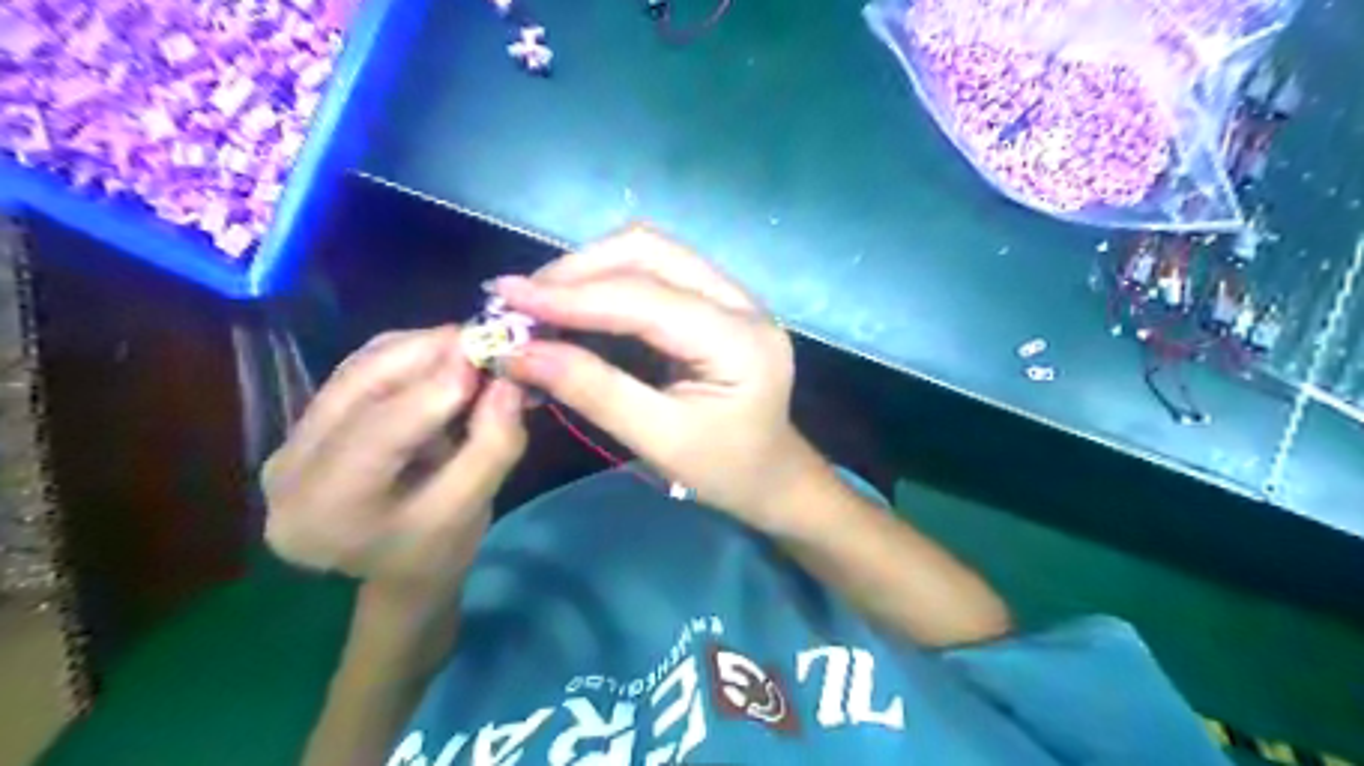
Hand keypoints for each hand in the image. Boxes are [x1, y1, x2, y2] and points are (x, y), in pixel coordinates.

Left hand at [263, 327, 528, 595]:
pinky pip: (361, 369)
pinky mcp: (309, 420)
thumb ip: (492, 447)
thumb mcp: (471, 510)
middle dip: (428, 353)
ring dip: (422, 348)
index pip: (376, 436)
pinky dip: (410, 354)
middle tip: (489, 339)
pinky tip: (446, 360)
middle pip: (359, 386)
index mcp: (323, 512)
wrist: (397, 568)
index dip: (432, 389)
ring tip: (475, 350)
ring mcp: (290, 440)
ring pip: (360, 368)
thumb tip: (507, 382)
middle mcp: (287, 470)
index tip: (486, 355)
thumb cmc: (437, 551)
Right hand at [497, 224, 826, 529]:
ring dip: (591, 268)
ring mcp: (733, 295)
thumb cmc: (725, 470)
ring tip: (542, 301)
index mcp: (740, 340)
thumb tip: (518, 353)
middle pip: (651, 252)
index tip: (507, 297)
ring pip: (651, 251)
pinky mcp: (716, 300)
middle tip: (522, 301)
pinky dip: (608, 280)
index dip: (573, 295)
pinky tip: (576, 304)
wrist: (773, 475)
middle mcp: (742, 301)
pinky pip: (656, 270)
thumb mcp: (659, 441)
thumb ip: (593, 391)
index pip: (647, 298)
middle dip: (579, 269)